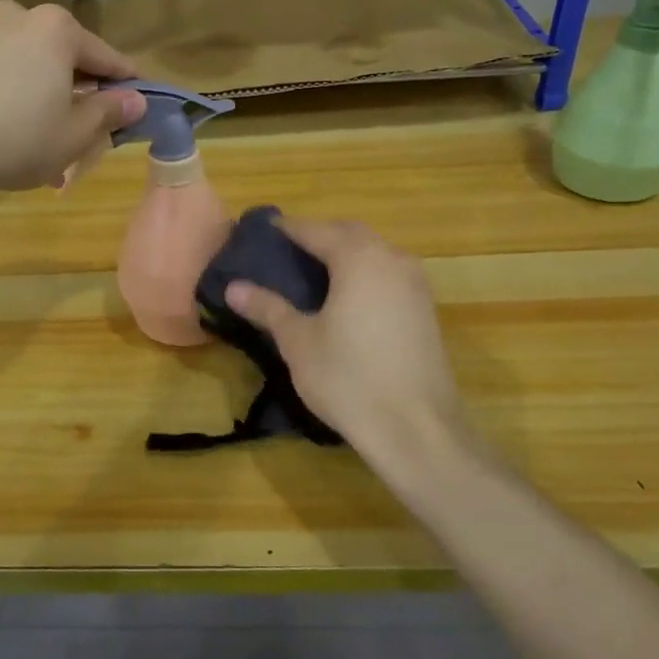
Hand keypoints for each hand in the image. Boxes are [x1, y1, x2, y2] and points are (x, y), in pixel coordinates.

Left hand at [0, 1, 147, 192]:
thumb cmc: (18, 140)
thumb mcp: (75, 133)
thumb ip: (110, 111)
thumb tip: (136, 100)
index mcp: (57, 28)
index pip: (106, 57)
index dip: (126, 82)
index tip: (140, 99)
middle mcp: (20, 15)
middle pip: (65, 55)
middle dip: (80, 88)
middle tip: (90, 124)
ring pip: (31, 61)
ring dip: (46, 91)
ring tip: (48, 132)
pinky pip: (1, 68)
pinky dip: (14, 90)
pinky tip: (13, 124)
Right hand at [227, 219, 491, 493]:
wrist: (417, 429)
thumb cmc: (349, 379)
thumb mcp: (298, 342)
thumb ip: (268, 308)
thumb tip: (233, 287)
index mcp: (359, 258)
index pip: (316, 230)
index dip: (289, 228)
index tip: (265, 229)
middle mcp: (392, 260)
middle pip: (350, 234)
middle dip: (320, 236)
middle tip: (288, 250)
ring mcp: (416, 285)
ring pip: (375, 253)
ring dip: (345, 254)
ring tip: (314, 273)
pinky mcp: (426, 311)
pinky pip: (389, 275)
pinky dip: (364, 275)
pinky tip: (347, 299)